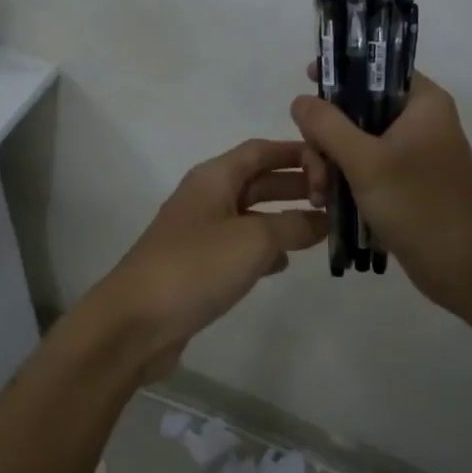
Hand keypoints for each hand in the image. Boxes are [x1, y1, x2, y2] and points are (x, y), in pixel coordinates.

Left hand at [88, 139, 326, 382]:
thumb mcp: (253, 240)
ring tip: (320, 229)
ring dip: (282, 218)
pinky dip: (263, 248)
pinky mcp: (197, 265)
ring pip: (250, 215)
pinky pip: (238, 246)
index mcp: (214, 178)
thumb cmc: (196, 267)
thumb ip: (292, 225)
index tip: (332, 161)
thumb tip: (323, 220)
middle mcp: (205, 197)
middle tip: (336, 198)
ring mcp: (199, 232)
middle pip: (257, 180)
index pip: (260, 150)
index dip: (295, 151)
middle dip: (294, 185)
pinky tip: (283, 264)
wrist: (136, 322)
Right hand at [291, 71, 471, 313]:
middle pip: (357, 108)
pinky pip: (365, 168)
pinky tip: (328, 204)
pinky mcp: (405, 183)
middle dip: (326, 138)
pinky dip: (344, 181)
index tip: (308, 82)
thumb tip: (300, 100)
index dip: (341, 71)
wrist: (465, 269)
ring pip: (355, 142)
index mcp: (422, 103)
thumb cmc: (420, 205)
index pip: (377, 67)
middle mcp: (419, 121)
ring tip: (321, 195)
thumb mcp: (366, 161)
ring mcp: (411, 154)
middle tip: (316, 170)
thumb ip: (328, 126)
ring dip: (330, 164)